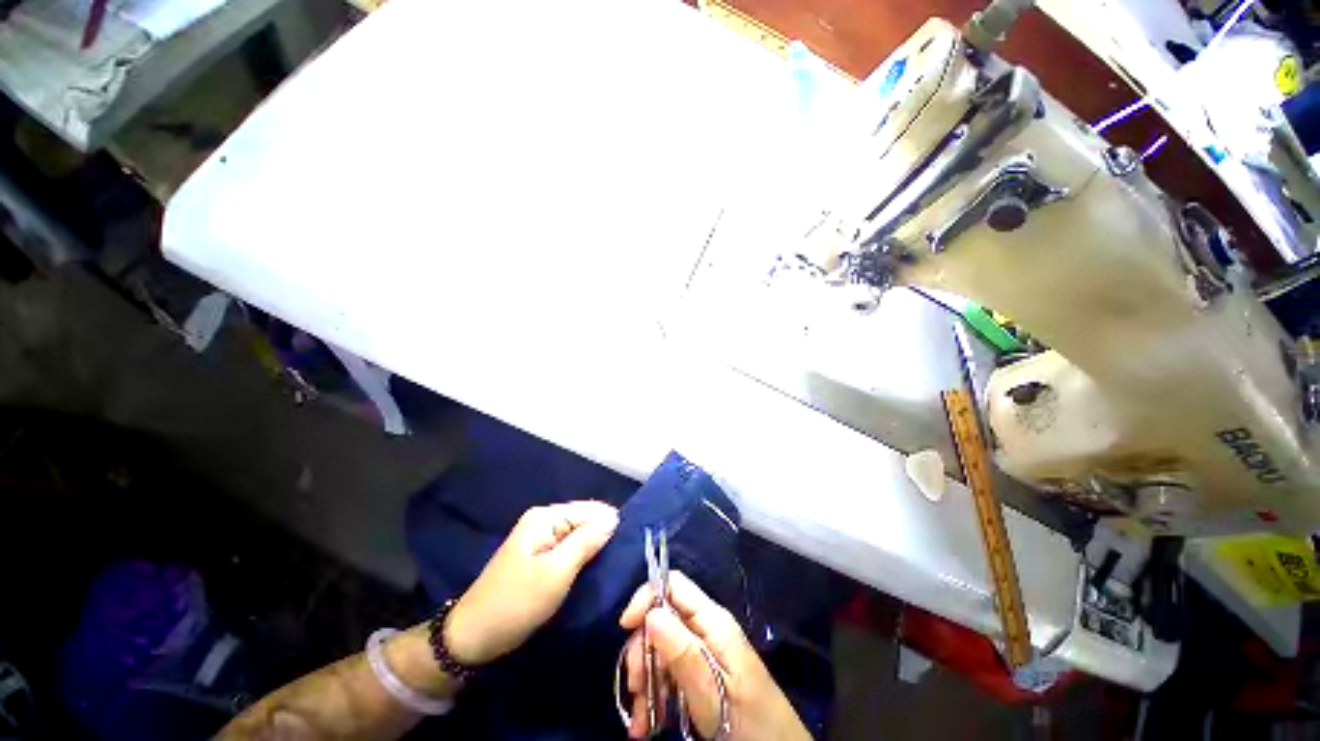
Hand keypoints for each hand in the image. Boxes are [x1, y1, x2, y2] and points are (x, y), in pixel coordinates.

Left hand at [445, 500, 618, 665]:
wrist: (472, 639)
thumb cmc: (515, 603)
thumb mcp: (556, 572)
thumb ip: (586, 541)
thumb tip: (615, 518)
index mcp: (547, 517)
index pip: (593, 510)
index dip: (611, 527)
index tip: (628, 551)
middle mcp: (545, 521)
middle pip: (587, 521)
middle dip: (603, 539)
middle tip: (620, 565)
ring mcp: (542, 539)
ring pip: (580, 537)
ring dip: (594, 551)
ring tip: (612, 571)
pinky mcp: (541, 557)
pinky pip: (571, 551)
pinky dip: (583, 560)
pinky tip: (594, 574)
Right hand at [619, 571, 808, 740]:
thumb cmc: (748, 721)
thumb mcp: (711, 689)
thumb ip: (682, 650)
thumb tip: (650, 613)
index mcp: (713, 622)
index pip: (674, 585)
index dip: (648, 597)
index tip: (625, 627)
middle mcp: (705, 630)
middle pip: (662, 620)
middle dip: (642, 651)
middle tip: (635, 688)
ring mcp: (703, 653)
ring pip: (661, 651)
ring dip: (645, 681)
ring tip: (640, 721)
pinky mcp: (700, 675)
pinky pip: (669, 674)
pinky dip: (654, 696)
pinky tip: (647, 724)